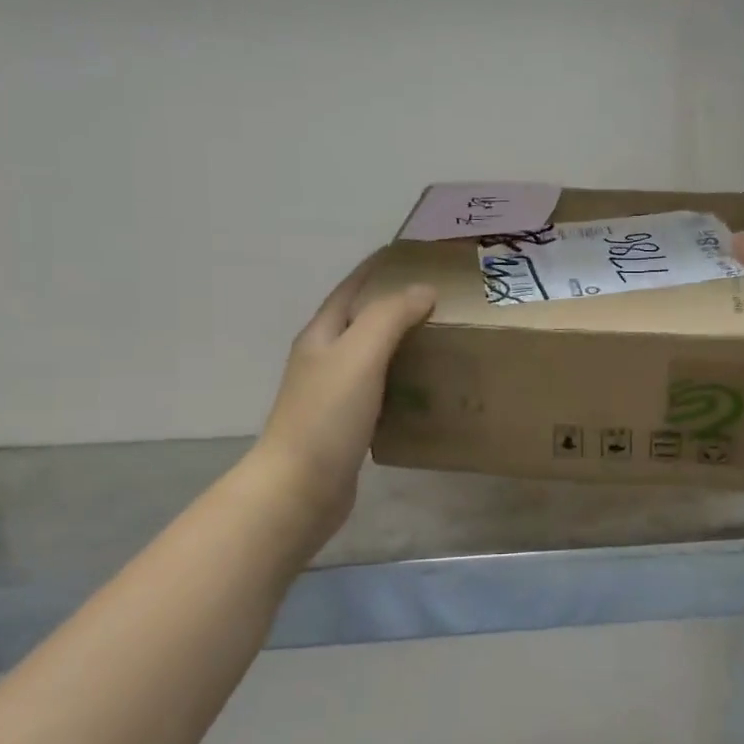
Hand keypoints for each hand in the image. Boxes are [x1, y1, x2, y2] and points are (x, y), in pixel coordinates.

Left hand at [252, 257, 435, 537]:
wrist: (300, 490)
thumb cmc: (327, 417)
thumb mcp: (359, 355)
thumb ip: (389, 317)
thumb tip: (422, 290)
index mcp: (322, 335)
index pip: (352, 287)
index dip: (380, 267)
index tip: (417, 254)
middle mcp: (325, 359)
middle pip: (363, 320)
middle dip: (398, 304)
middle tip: (443, 298)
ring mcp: (334, 394)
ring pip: (373, 356)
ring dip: (403, 343)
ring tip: (443, 337)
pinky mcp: (348, 425)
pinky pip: (381, 390)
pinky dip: (404, 380)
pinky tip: (428, 387)